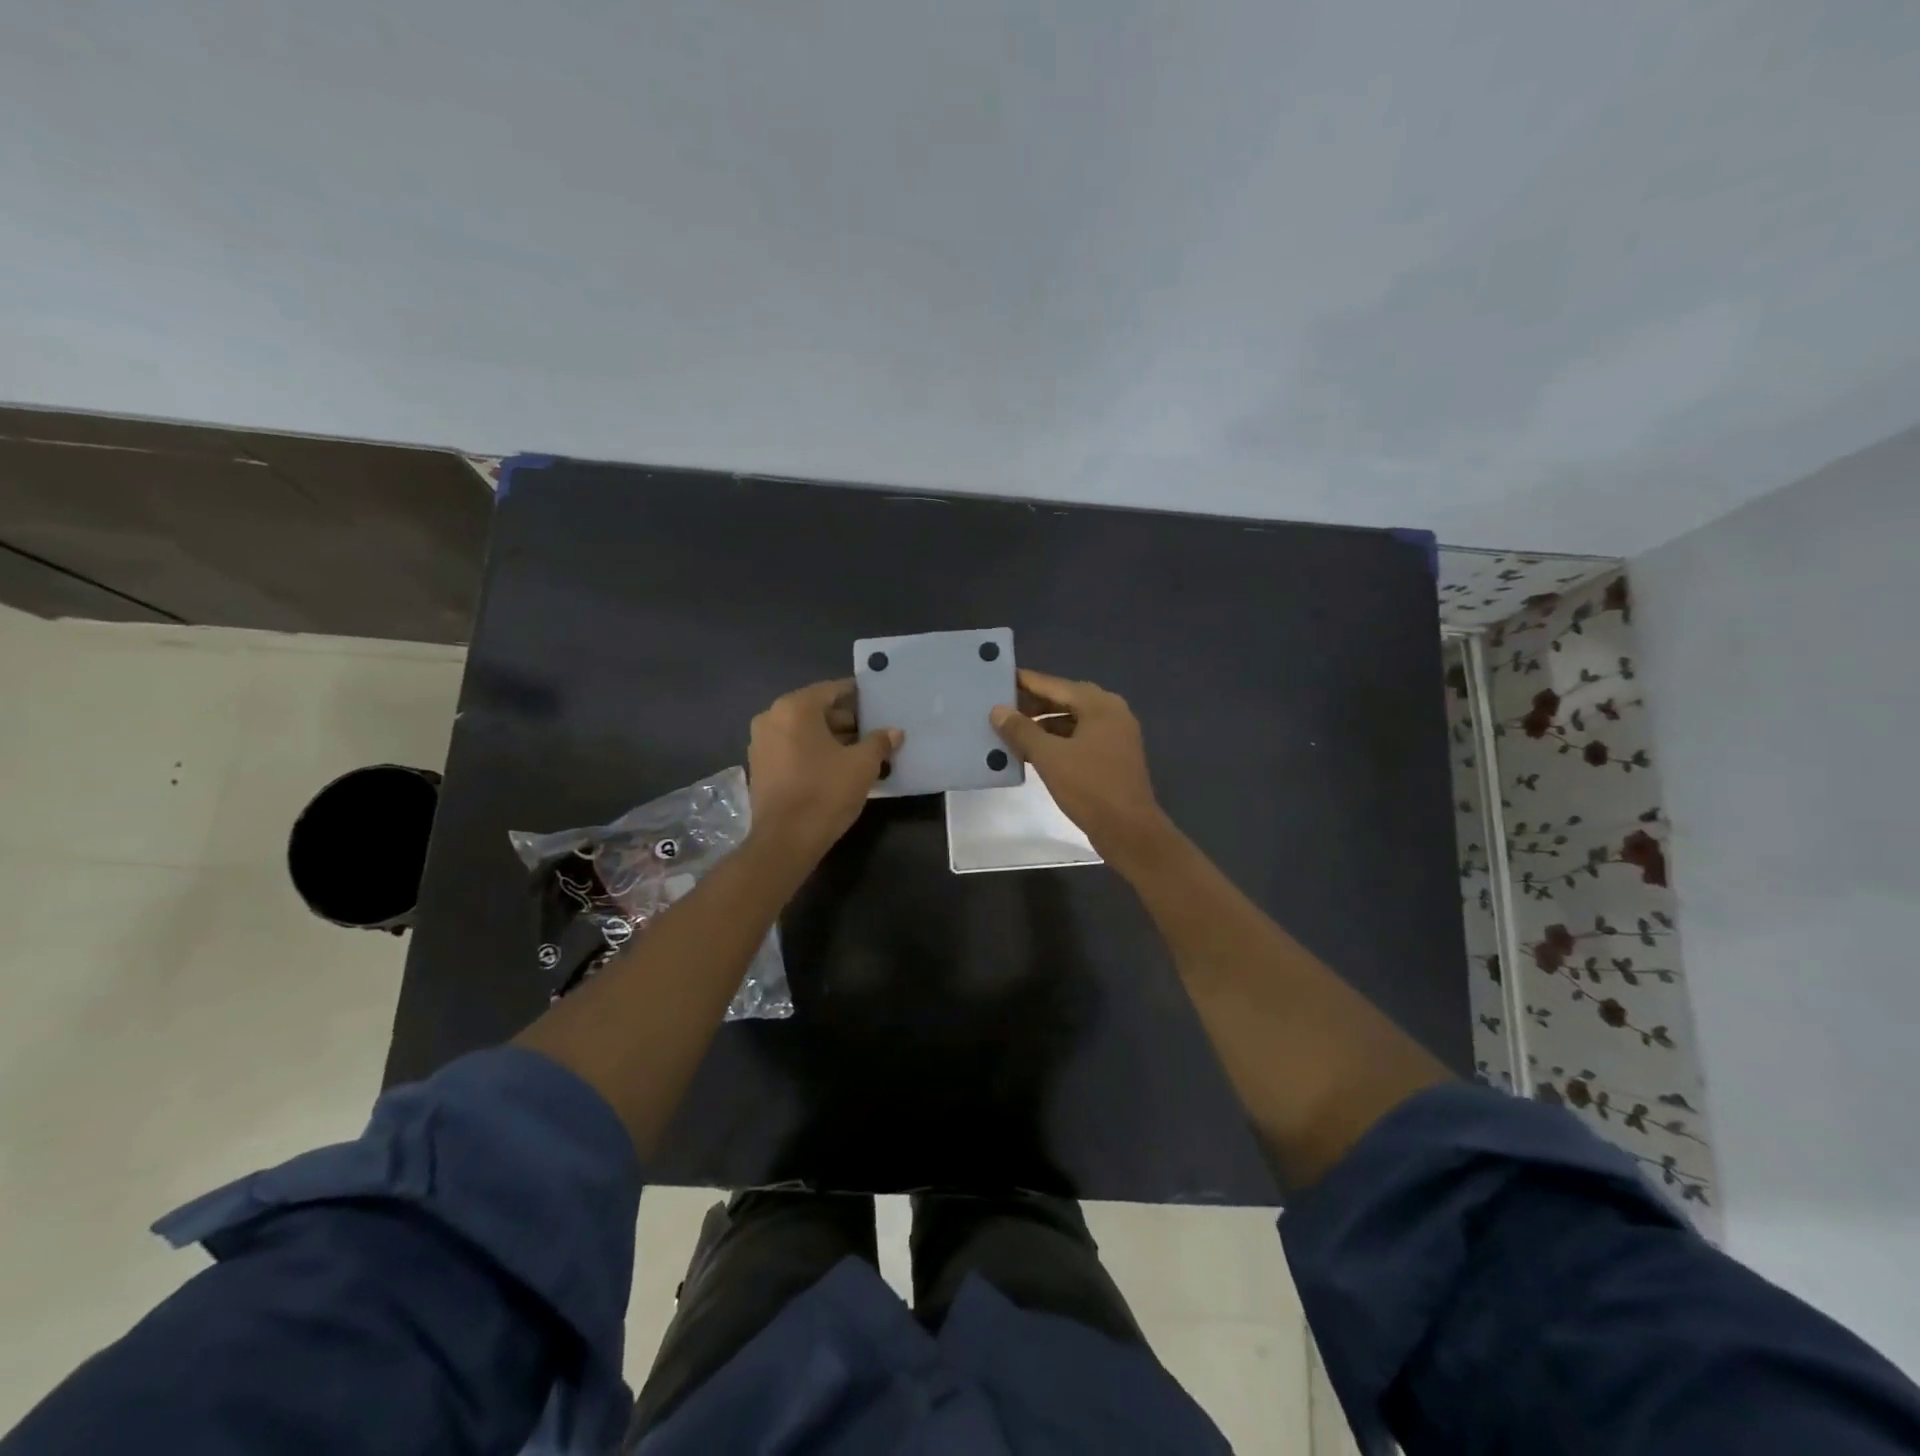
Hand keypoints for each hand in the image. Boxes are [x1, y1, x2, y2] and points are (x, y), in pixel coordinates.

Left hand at [747, 679, 900, 861]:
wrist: (785, 840)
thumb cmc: (825, 792)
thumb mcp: (862, 765)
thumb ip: (879, 742)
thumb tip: (894, 732)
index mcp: (795, 707)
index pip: (833, 690)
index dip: (858, 696)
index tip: (877, 703)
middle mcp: (772, 717)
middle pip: (816, 709)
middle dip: (846, 720)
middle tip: (873, 732)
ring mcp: (761, 742)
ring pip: (803, 730)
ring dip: (830, 737)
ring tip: (860, 752)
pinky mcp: (759, 766)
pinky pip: (792, 748)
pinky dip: (813, 751)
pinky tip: (836, 767)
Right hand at [990, 669, 1174, 872]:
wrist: (1129, 831)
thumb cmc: (1090, 787)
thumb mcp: (1049, 757)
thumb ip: (1022, 730)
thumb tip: (998, 710)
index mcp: (1100, 705)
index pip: (1056, 685)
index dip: (1027, 682)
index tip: (1001, 678)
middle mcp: (1111, 713)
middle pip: (1065, 701)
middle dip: (1033, 704)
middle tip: (1000, 705)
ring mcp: (1115, 736)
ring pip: (1072, 722)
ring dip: (1043, 725)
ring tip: (1011, 729)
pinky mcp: (1112, 758)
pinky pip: (1079, 740)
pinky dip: (1056, 742)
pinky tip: (1031, 752)